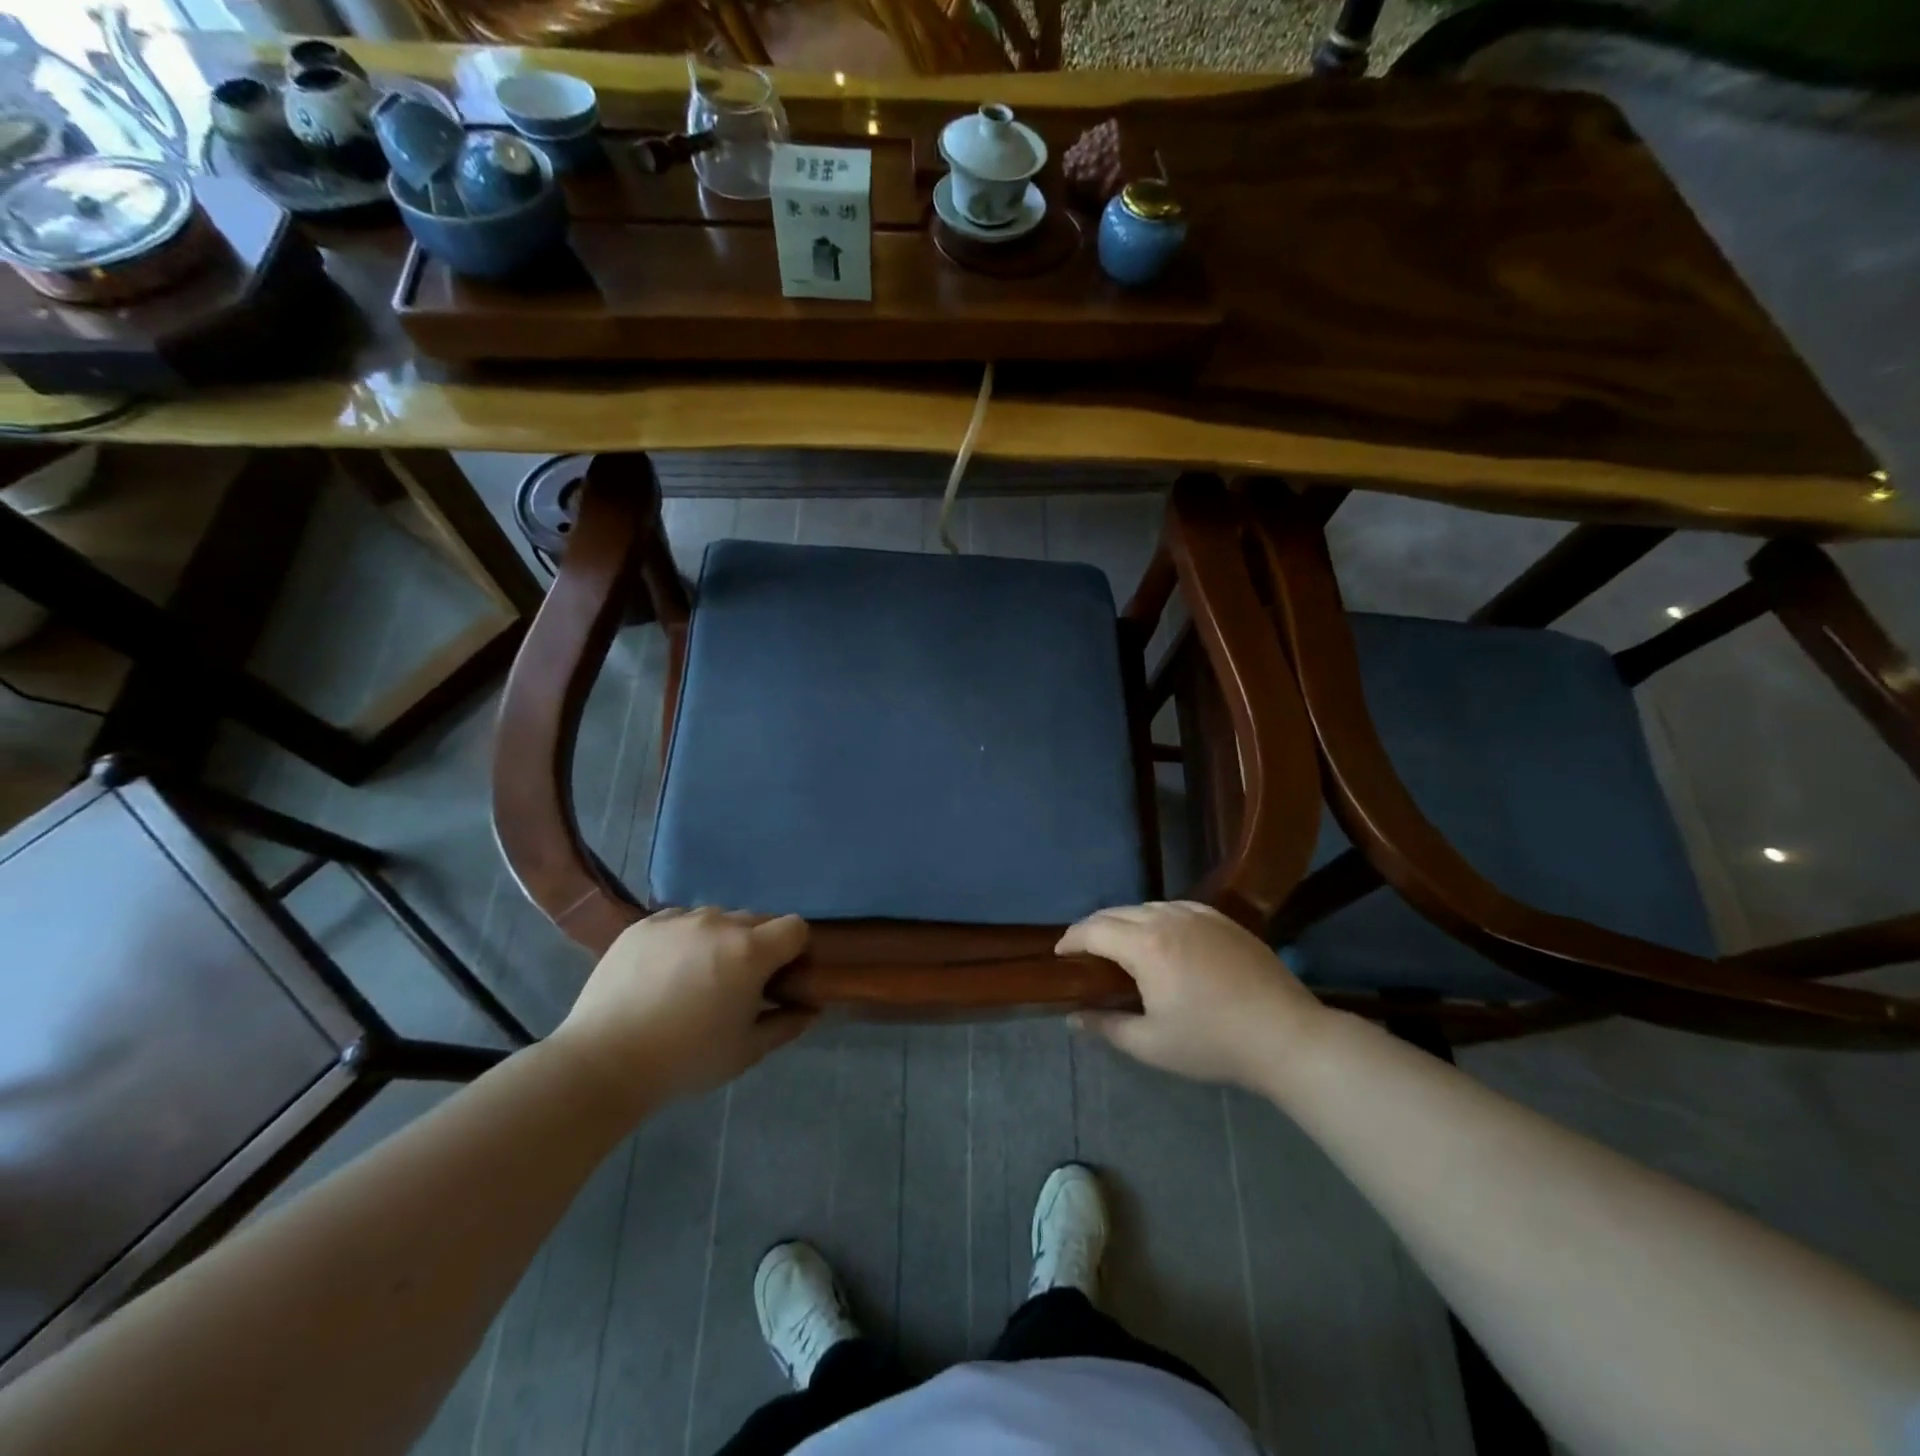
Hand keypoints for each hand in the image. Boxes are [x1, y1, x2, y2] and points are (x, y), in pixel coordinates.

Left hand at [552, 908, 813, 1117]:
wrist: (603, 1062)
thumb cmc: (685, 1060)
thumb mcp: (746, 1051)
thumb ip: (787, 1024)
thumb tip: (811, 1007)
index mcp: (750, 950)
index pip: (795, 927)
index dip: (795, 950)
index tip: (782, 978)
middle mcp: (718, 922)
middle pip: (757, 920)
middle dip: (758, 946)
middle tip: (738, 984)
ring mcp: (678, 919)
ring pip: (716, 919)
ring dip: (720, 940)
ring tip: (696, 978)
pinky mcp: (644, 924)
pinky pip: (679, 921)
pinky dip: (683, 940)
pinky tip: (665, 974)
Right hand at [1058, 901, 1328, 1089]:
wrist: (1286, 1036)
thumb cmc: (1213, 1043)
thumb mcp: (1151, 1045)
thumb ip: (1106, 1027)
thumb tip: (1072, 1017)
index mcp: (1145, 945)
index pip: (1093, 930)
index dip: (1071, 940)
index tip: (1059, 955)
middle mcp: (1167, 918)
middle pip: (1117, 912)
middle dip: (1094, 928)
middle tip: (1084, 953)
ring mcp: (1198, 915)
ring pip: (1146, 906)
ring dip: (1124, 921)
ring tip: (1120, 946)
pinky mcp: (1222, 920)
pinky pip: (1175, 907)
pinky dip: (1156, 917)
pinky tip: (1162, 937)